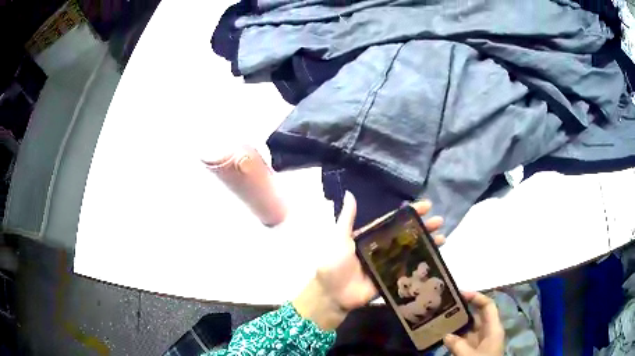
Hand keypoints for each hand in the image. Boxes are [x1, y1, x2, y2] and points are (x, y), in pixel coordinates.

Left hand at [293, 192, 445, 329]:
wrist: (331, 294)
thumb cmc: (334, 264)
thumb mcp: (339, 238)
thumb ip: (347, 218)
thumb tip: (350, 193)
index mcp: (371, 237)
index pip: (394, 221)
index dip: (410, 213)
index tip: (427, 206)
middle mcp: (382, 248)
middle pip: (407, 235)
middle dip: (424, 227)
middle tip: (440, 222)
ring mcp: (388, 265)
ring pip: (411, 251)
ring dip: (427, 245)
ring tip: (443, 238)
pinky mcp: (391, 280)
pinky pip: (408, 270)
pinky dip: (421, 265)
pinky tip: (435, 260)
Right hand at [443, 292, 504, 355]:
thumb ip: (458, 345)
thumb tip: (447, 336)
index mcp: (493, 328)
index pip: (488, 306)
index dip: (476, 297)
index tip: (461, 293)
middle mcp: (488, 331)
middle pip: (477, 315)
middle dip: (464, 310)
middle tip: (447, 305)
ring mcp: (481, 341)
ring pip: (470, 328)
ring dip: (457, 324)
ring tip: (442, 319)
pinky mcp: (474, 350)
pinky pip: (465, 339)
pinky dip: (455, 337)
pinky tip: (444, 336)